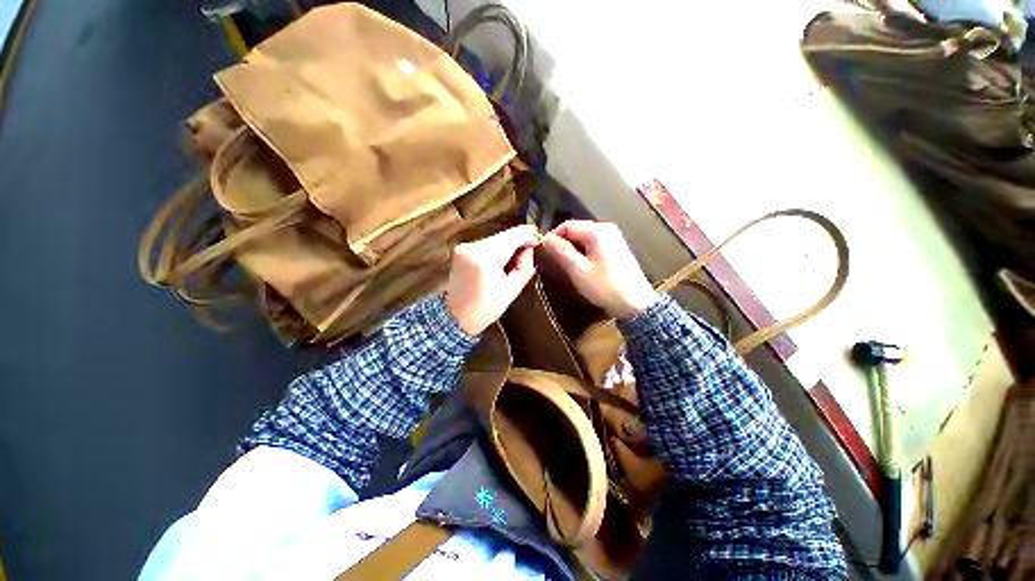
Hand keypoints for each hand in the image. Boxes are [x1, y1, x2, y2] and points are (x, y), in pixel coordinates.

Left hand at [446, 225, 538, 334]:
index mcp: (486, 258)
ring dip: (506, 248)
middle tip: (524, 260)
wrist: (455, 317)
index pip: (514, 235)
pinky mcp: (460, 250)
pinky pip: (485, 245)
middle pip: (504, 236)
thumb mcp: (512, 290)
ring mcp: (464, 247)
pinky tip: (496, 266)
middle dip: (517, 244)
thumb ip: (525, 267)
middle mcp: (473, 247)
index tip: (537, 244)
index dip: (529, 236)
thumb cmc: (485, 308)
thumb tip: (530, 249)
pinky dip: (494, 251)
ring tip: (510, 266)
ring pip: (495, 239)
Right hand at [541, 220, 658, 318]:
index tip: (543, 252)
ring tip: (565, 265)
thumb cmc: (605, 286)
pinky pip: (593, 245)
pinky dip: (583, 252)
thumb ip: (561, 251)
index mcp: (597, 231)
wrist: (635, 304)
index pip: (567, 225)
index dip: (552, 237)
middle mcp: (606, 229)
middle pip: (576, 230)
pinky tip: (581, 266)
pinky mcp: (616, 249)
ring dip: (572, 249)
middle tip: (554, 261)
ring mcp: (613, 238)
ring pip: (584, 238)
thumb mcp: (578, 270)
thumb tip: (545, 238)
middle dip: (563, 243)